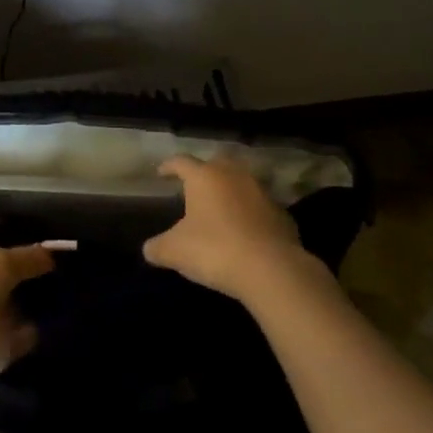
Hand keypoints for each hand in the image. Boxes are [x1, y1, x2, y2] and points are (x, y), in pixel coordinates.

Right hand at [143, 155, 305, 300]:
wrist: (271, 269)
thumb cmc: (214, 250)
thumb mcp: (174, 252)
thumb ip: (157, 247)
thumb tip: (149, 249)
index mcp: (204, 177)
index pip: (181, 162)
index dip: (168, 166)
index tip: (161, 173)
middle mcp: (234, 176)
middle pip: (216, 164)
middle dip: (204, 172)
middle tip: (194, 186)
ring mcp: (262, 193)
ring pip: (242, 183)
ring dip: (230, 191)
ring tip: (220, 208)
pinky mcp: (282, 214)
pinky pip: (260, 207)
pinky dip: (250, 213)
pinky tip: (244, 231)